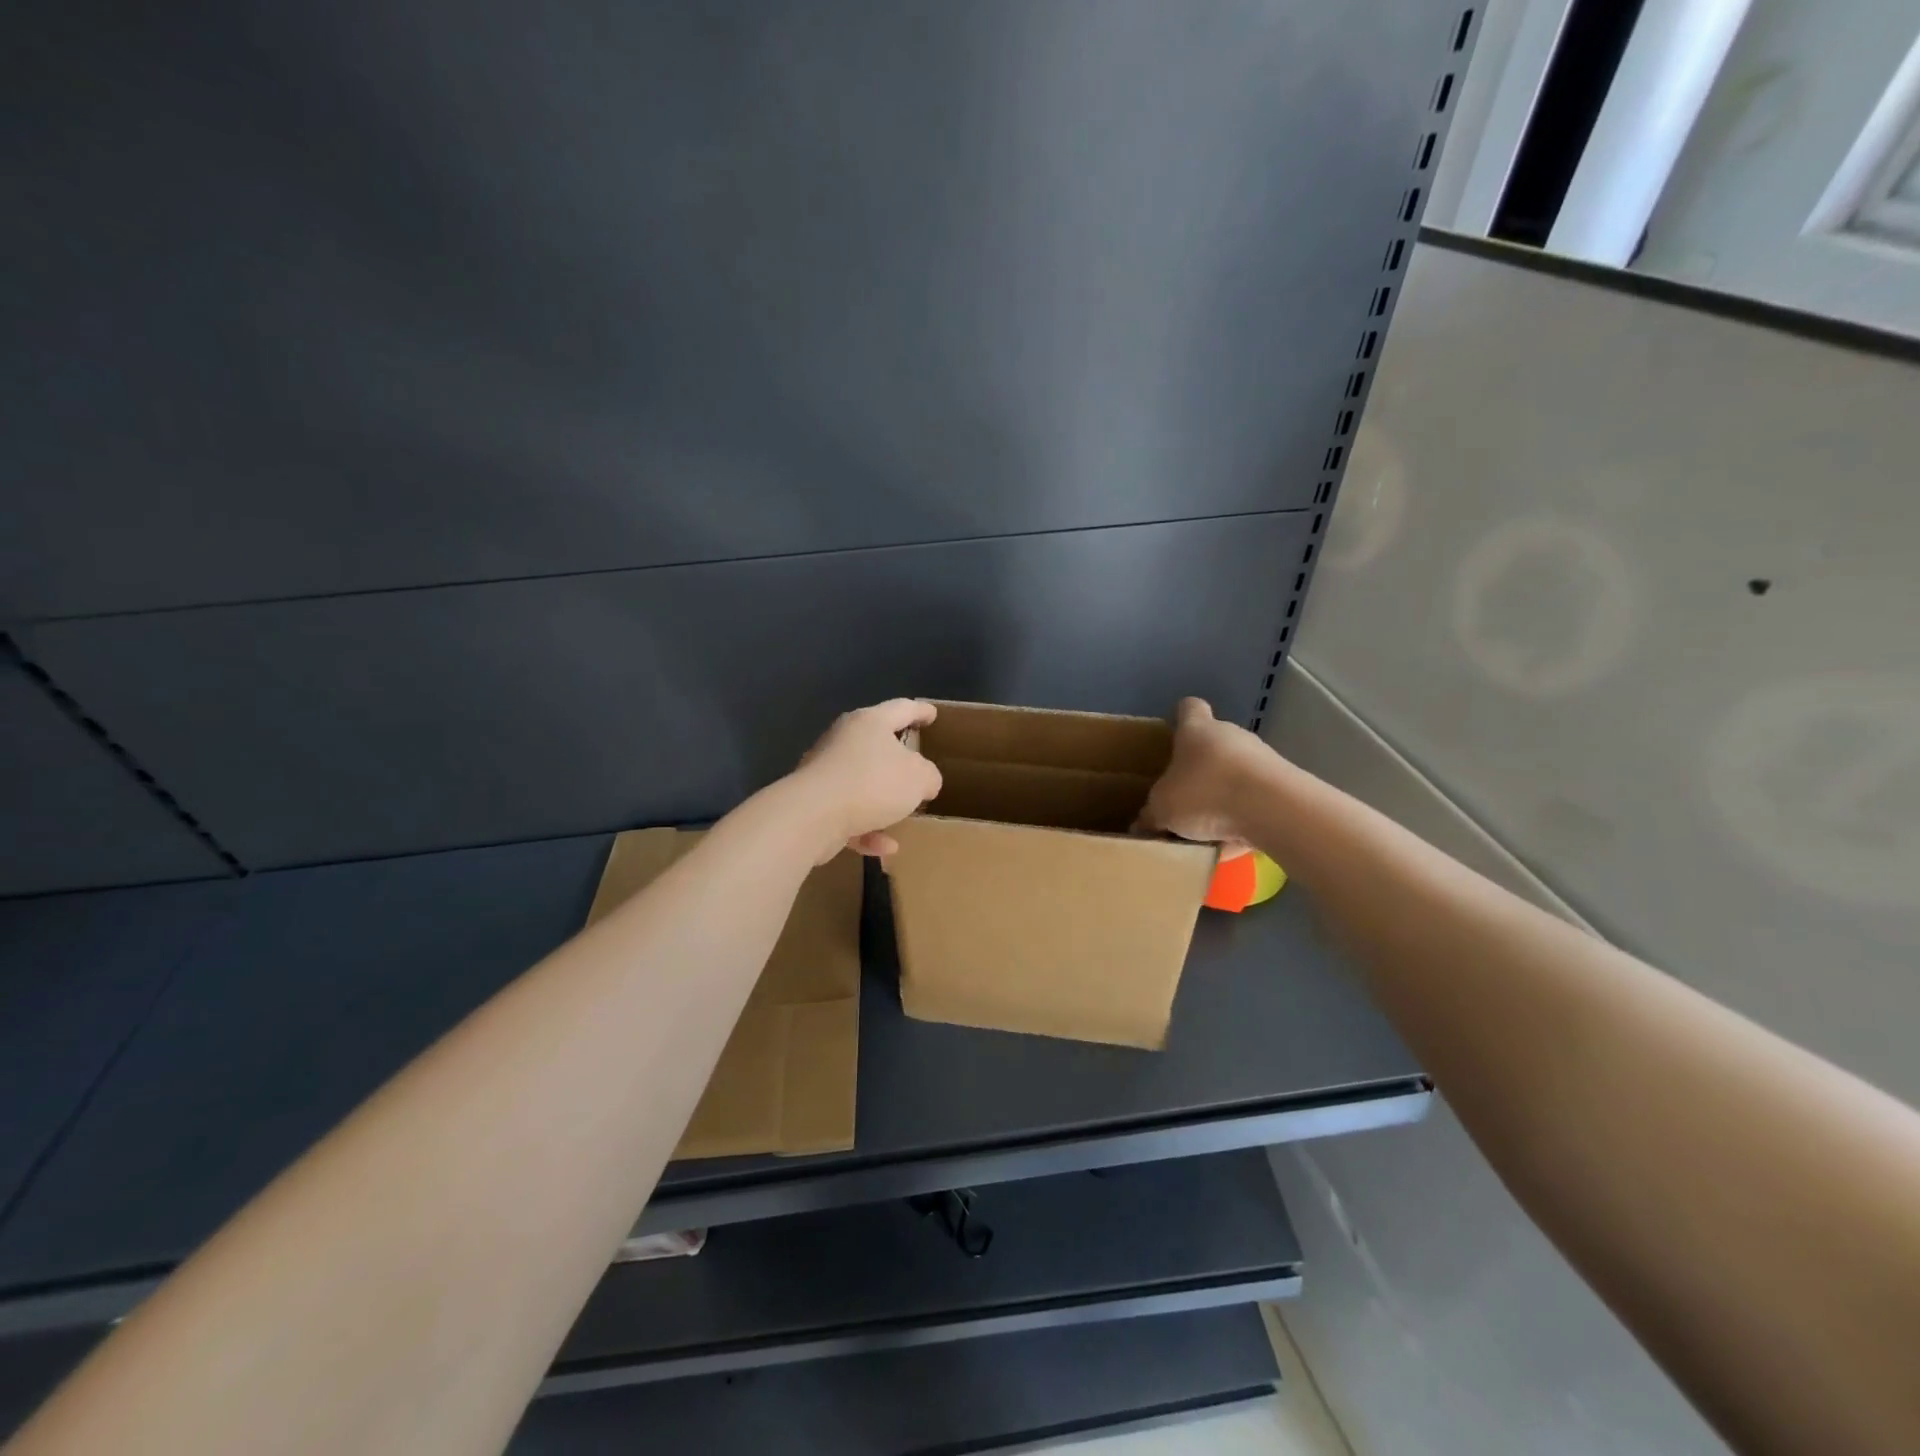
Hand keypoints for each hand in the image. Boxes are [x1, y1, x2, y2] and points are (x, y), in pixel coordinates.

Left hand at [792, 699, 943, 860]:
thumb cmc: (872, 783)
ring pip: (861, 781)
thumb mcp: (918, 778)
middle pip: (876, 743)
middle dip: (897, 757)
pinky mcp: (815, 802)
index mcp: (870, 722)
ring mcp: (826, 772)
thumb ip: (928, 776)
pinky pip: (848, 813)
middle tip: (916, 765)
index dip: (920, 711)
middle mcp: (844, 740)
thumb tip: (924, 782)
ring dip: (882, 799)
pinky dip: (867, 828)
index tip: (932, 715)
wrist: (812, 815)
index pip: (901, 709)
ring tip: (902, 813)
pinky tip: (885, 847)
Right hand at [1135, 697, 1275, 857]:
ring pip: (1236, 774)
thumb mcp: (1163, 809)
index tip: (1173, 734)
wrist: (1273, 809)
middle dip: (1200, 769)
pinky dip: (1243, 818)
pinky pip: (1255, 800)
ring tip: (1207, 829)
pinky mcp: (1285, 784)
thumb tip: (1142, 824)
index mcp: (1197, 730)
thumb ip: (1151, 815)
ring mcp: (1263, 758)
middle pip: (1214, 744)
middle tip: (1183, 798)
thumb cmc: (1206, 793)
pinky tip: (1231, 844)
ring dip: (1223, 795)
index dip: (1180, 718)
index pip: (1189, 708)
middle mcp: (1231, 735)